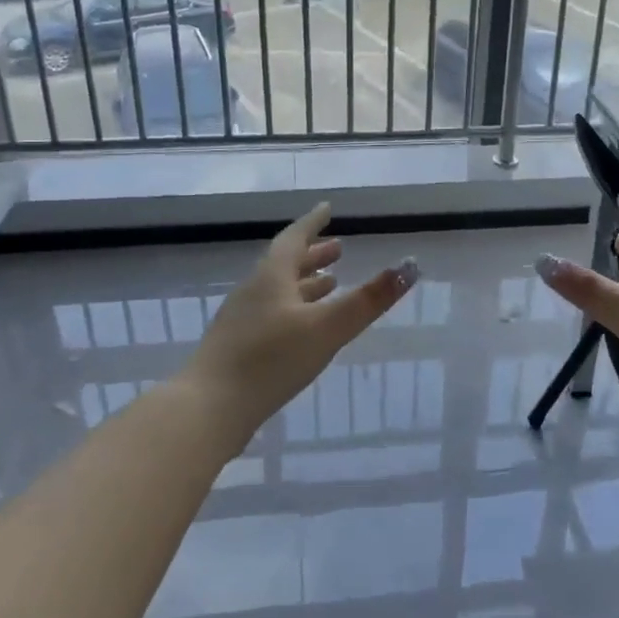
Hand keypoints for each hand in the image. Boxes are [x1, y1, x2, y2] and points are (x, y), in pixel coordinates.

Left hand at [178, 204, 416, 442]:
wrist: (208, 410)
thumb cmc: (270, 360)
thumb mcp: (327, 328)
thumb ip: (368, 300)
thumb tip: (409, 266)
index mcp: (272, 277)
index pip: (295, 238)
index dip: (313, 222)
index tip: (327, 208)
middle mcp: (254, 291)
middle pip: (285, 264)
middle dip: (313, 255)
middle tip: (339, 249)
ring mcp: (241, 320)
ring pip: (278, 290)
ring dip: (304, 283)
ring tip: (329, 283)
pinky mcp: (237, 347)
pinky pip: (271, 314)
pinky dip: (294, 309)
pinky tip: (303, 329)